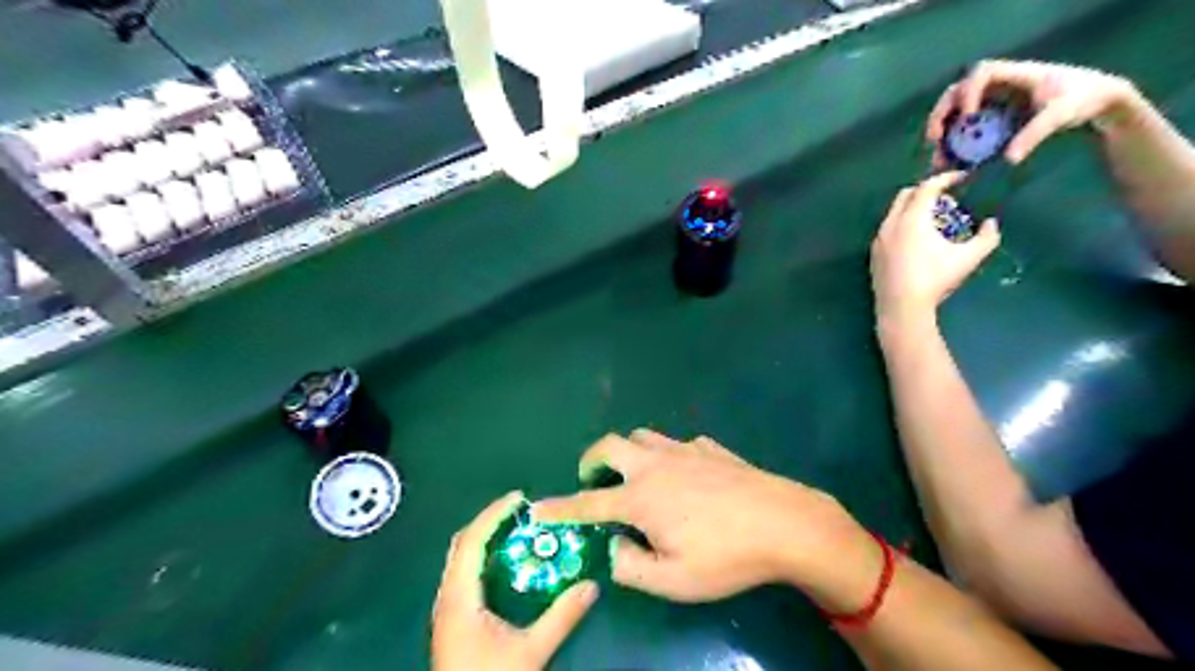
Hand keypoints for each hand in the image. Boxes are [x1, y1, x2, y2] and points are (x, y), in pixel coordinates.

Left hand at [429, 490, 596, 669]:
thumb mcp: (530, 652)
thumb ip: (561, 618)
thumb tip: (591, 586)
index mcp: (459, 599)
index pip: (472, 541)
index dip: (493, 514)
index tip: (519, 498)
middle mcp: (447, 597)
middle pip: (461, 544)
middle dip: (489, 521)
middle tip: (520, 511)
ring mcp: (446, 608)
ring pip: (459, 558)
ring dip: (484, 537)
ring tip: (514, 529)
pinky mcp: (451, 618)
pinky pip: (462, 571)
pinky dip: (481, 555)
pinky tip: (504, 562)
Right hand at [532, 432, 874, 605]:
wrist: (785, 523)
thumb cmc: (727, 556)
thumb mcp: (674, 581)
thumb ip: (632, 567)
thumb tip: (613, 549)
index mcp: (642, 498)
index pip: (588, 503)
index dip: (559, 508)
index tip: (537, 508)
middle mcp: (656, 465)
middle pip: (611, 445)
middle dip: (593, 459)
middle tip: (593, 479)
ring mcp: (685, 451)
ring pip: (643, 437)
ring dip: (629, 452)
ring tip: (635, 475)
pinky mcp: (710, 448)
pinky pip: (678, 445)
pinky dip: (668, 456)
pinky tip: (685, 476)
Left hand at [869, 170, 1000, 324]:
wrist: (901, 307)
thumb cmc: (935, 279)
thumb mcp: (969, 258)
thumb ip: (987, 237)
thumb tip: (992, 223)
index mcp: (911, 219)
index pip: (927, 187)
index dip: (946, 178)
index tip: (962, 177)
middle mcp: (890, 224)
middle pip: (906, 194)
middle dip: (926, 190)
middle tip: (946, 198)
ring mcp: (878, 239)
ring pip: (894, 212)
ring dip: (912, 208)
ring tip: (933, 220)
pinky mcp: (873, 254)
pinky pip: (887, 229)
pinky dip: (901, 224)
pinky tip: (915, 240)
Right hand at [929, 59, 1131, 165]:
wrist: (1096, 101)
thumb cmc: (1080, 100)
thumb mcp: (1059, 117)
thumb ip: (1033, 136)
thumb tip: (1008, 160)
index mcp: (1013, 74)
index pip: (981, 74)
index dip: (967, 92)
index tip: (968, 115)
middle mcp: (996, 85)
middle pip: (956, 93)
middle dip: (940, 115)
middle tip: (933, 139)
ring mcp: (991, 100)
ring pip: (955, 113)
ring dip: (942, 135)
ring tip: (938, 159)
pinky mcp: (990, 116)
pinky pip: (965, 129)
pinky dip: (954, 145)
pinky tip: (950, 164)